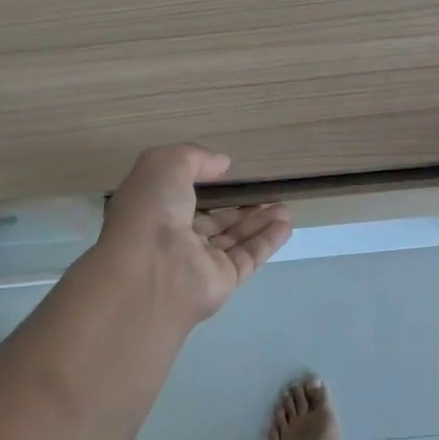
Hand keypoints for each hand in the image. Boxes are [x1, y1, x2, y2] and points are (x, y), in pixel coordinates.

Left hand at [99, 144, 291, 324]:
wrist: (151, 272)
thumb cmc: (151, 212)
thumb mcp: (165, 165)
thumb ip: (194, 158)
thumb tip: (222, 164)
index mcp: (154, 211)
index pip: (180, 197)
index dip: (202, 183)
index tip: (226, 172)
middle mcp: (175, 238)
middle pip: (213, 221)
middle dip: (239, 208)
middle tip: (267, 193)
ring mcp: (199, 263)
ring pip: (234, 239)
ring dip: (259, 222)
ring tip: (284, 207)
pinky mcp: (222, 281)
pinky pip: (249, 256)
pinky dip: (268, 241)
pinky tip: (286, 225)